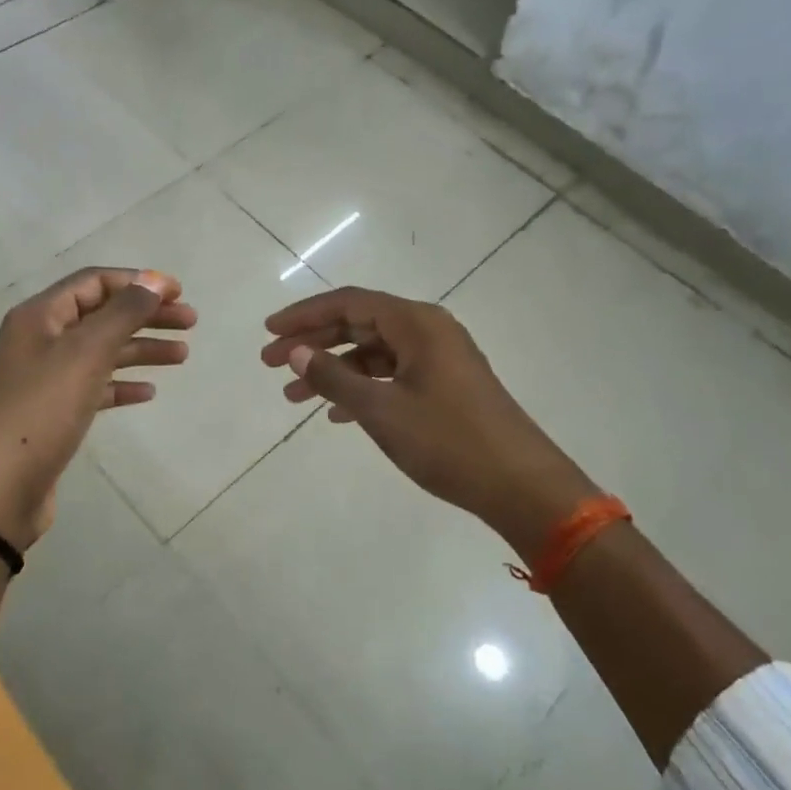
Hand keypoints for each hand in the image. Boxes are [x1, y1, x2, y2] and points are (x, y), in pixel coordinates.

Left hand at [0, 268, 194, 549]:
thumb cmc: (41, 410)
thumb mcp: (86, 353)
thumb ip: (124, 312)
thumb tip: (156, 279)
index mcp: (40, 316)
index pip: (94, 282)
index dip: (138, 281)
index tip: (179, 293)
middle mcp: (41, 340)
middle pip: (102, 315)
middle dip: (147, 315)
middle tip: (190, 323)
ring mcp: (46, 378)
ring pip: (102, 352)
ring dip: (141, 349)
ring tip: (182, 356)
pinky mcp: (53, 413)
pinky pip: (95, 387)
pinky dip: (122, 385)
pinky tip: (148, 393)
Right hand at [262, 286, 597, 560]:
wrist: (522, 486)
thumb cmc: (448, 442)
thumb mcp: (382, 410)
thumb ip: (334, 377)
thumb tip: (295, 352)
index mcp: (416, 323)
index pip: (348, 303)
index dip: (304, 315)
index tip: (268, 332)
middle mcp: (429, 331)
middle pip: (359, 324)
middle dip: (313, 343)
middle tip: (269, 363)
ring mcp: (440, 359)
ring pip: (374, 352)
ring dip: (334, 370)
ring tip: (293, 397)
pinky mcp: (447, 385)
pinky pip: (393, 374)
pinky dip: (362, 387)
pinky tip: (337, 413)